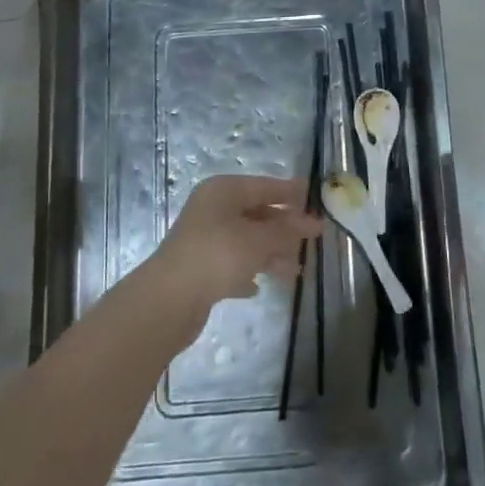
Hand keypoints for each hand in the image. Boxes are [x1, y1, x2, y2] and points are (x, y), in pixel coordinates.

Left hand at [150, 175, 324, 330]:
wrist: (169, 299)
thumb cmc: (217, 255)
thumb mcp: (258, 240)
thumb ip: (287, 231)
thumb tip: (314, 223)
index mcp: (223, 191)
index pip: (264, 185)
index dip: (290, 192)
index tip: (315, 198)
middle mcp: (213, 209)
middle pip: (256, 213)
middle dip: (283, 228)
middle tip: (312, 238)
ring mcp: (204, 238)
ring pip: (246, 240)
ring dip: (270, 254)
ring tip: (294, 270)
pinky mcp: (199, 268)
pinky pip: (232, 264)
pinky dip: (247, 272)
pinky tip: (258, 287)